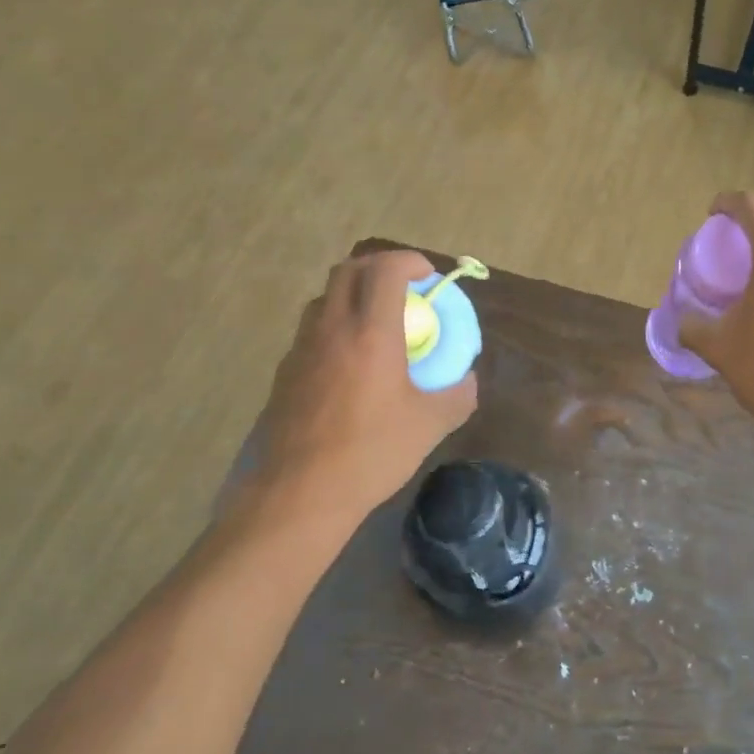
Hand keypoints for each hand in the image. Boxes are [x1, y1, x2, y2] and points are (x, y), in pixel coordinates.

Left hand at [257, 250, 476, 519]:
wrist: (301, 492)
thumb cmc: (371, 452)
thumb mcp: (430, 425)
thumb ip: (457, 395)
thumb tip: (467, 381)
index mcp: (371, 332)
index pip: (385, 270)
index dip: (409, 261)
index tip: (428, 276)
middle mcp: (332, 328)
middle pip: (349, 270)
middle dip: (380, 267)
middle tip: (404, 288)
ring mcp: (302, 348)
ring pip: (325, 298)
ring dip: (353, 294)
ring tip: (377, 321)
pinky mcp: (286, 371)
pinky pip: (312, 330)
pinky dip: (336, 326)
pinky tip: (351, 362)